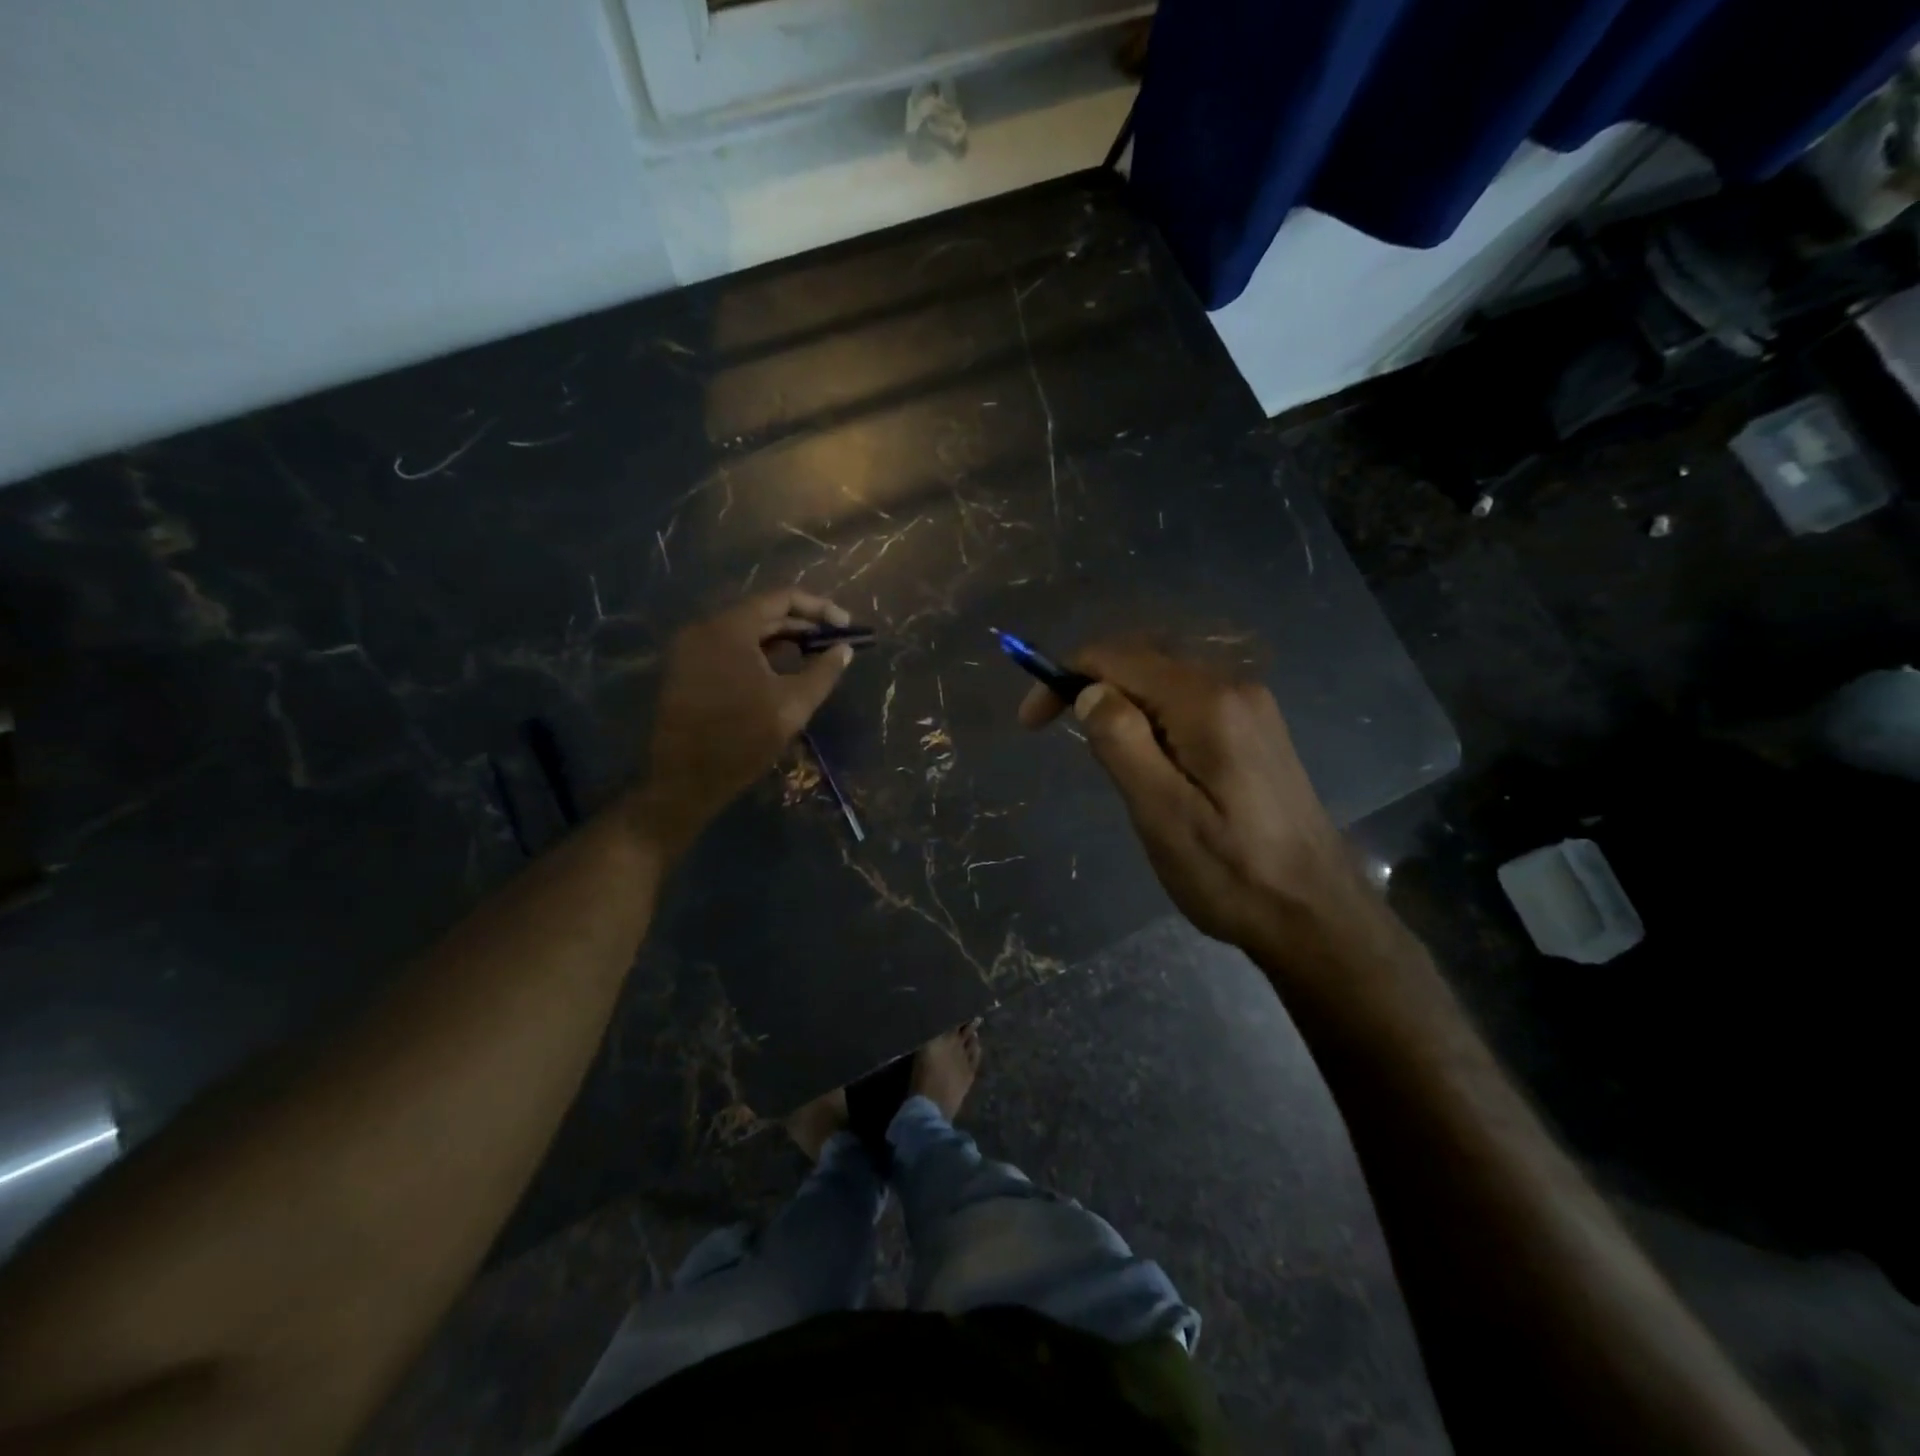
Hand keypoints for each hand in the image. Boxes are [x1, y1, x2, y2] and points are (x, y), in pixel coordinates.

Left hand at [637, 589, 854, 849]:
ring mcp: (691, 649)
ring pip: (746, 632)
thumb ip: (824, 671)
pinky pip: (729, 649)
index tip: (846, 626)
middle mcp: (705, 629)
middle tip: (833, 643)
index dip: (819, 609)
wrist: (685, 780)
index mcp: (730, 629)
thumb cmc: (742, 739)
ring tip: (813, 658)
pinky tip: (781, 673)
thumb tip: (845, 649)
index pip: (781, 599)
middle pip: (762, 613)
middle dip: (802, 626)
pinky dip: (759, 654)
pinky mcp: (686, 670)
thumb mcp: (793, 704)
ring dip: (782, 641)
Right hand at [1019, 642, 1372, 954]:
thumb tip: (1089, 691)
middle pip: (1142, 660)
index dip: (1064, 677)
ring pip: (1164, 679)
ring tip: (1097, 750)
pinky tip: (1144, 753)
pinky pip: (1188, 701)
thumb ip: (1122, 743)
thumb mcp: (1162, 814)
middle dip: (1089, 683)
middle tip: (1051, 729)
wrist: (1317, 914)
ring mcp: (1251, 707)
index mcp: (1207, 703)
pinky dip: (1150, 713)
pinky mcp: (1256, 730)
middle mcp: (1232, 687)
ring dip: (1119, 700)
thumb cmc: (1232, 873)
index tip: (1030, 722)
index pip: (1118, 658)